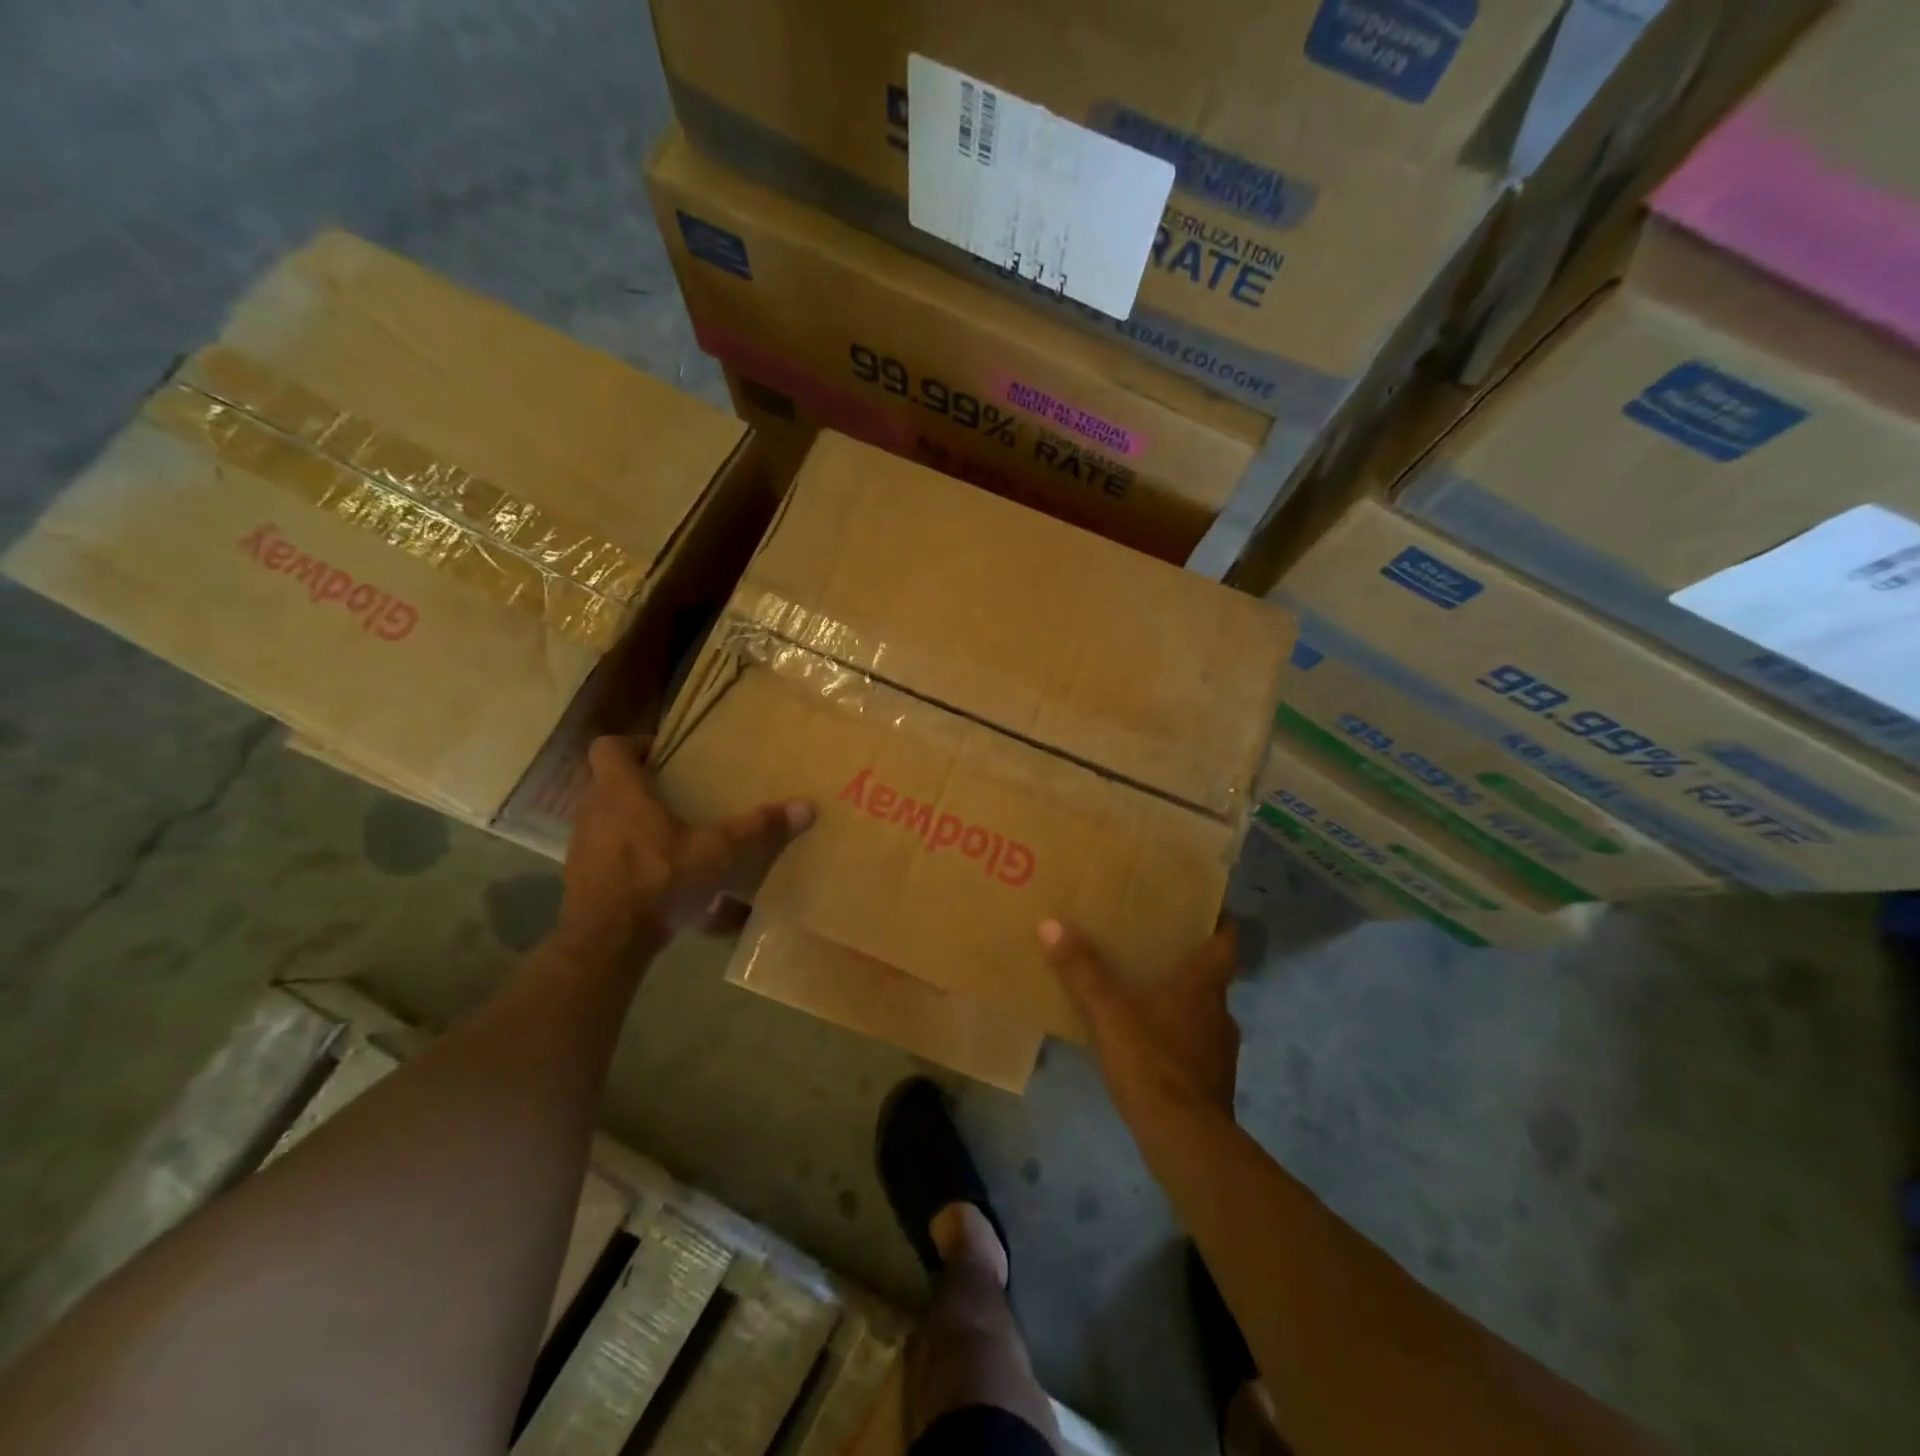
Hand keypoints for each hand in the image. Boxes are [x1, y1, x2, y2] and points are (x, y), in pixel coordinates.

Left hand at [556, 735, 813, 958]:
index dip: (633, 744)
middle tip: (677, 792)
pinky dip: (626, 853)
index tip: (663, 755)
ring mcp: (582, 845)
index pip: (607, 747)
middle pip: (608, 782)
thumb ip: (756, 829)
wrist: (606, 941)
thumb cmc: (658, 880)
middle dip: (640, 784)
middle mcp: (593, 811)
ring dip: (631, 819)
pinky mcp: (580, 876)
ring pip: (605, 817)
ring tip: (671, 832)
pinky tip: (658, 872)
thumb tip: (806, 807)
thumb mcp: (716, 854)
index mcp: (620, 792)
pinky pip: (604, 850)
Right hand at [1038, 919, 1240, 1119]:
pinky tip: (1150, 1043)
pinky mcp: (1213, 1082)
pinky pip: (1196, 1045)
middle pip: (1212, 976)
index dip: (1219, 923)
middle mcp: (1219, 1011)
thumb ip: (1081, 969)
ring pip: (1204, 1012)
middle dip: (1188, 962)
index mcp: (1203, 985)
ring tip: (1147, 994)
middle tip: (1155, 947)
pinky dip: (1178, 1037)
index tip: (1203, 909)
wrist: (1185, 1140)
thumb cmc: (1151, 1061)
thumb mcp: (1107, 1011)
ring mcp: (1220, 1050)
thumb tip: (1051, 923)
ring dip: (1183, 1001)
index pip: (1226, 942)